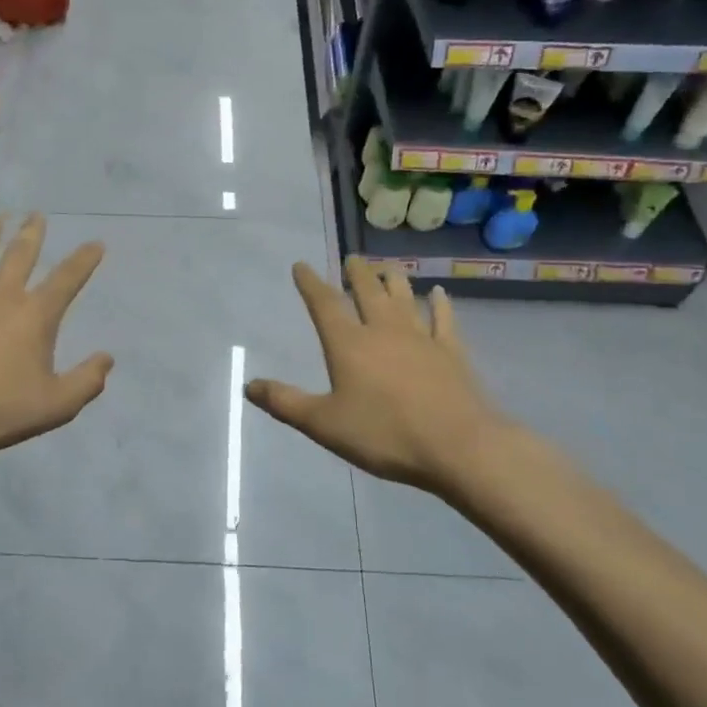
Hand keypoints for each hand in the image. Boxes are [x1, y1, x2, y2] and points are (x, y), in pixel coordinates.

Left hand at [0, 216, 113, 464]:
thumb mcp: (57, 405)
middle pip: (21, 254)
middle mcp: (2, 294)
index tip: (96, 243)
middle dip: (32, 232)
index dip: (85, 259)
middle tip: (36, 215)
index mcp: (36, 315)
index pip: (68, 278)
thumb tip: (107, 358)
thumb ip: (88, 381)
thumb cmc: (0, 412)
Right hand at [246, 260, 523, 500]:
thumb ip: (285, 403)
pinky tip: (439, 294)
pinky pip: (444, 320)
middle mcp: (383, 331)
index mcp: (348, 344)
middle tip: (351, 259)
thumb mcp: (324, 424)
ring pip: (404, 298)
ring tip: (387, 268)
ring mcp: (421, 338)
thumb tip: (248, 385)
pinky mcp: (451, 353)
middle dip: (356, 274)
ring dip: (394, 280)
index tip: (302, 266)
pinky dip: (440, 305)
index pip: (325, 304)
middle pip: (367, 292)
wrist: (458, 446)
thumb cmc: (384, 434)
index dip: (310, 283)